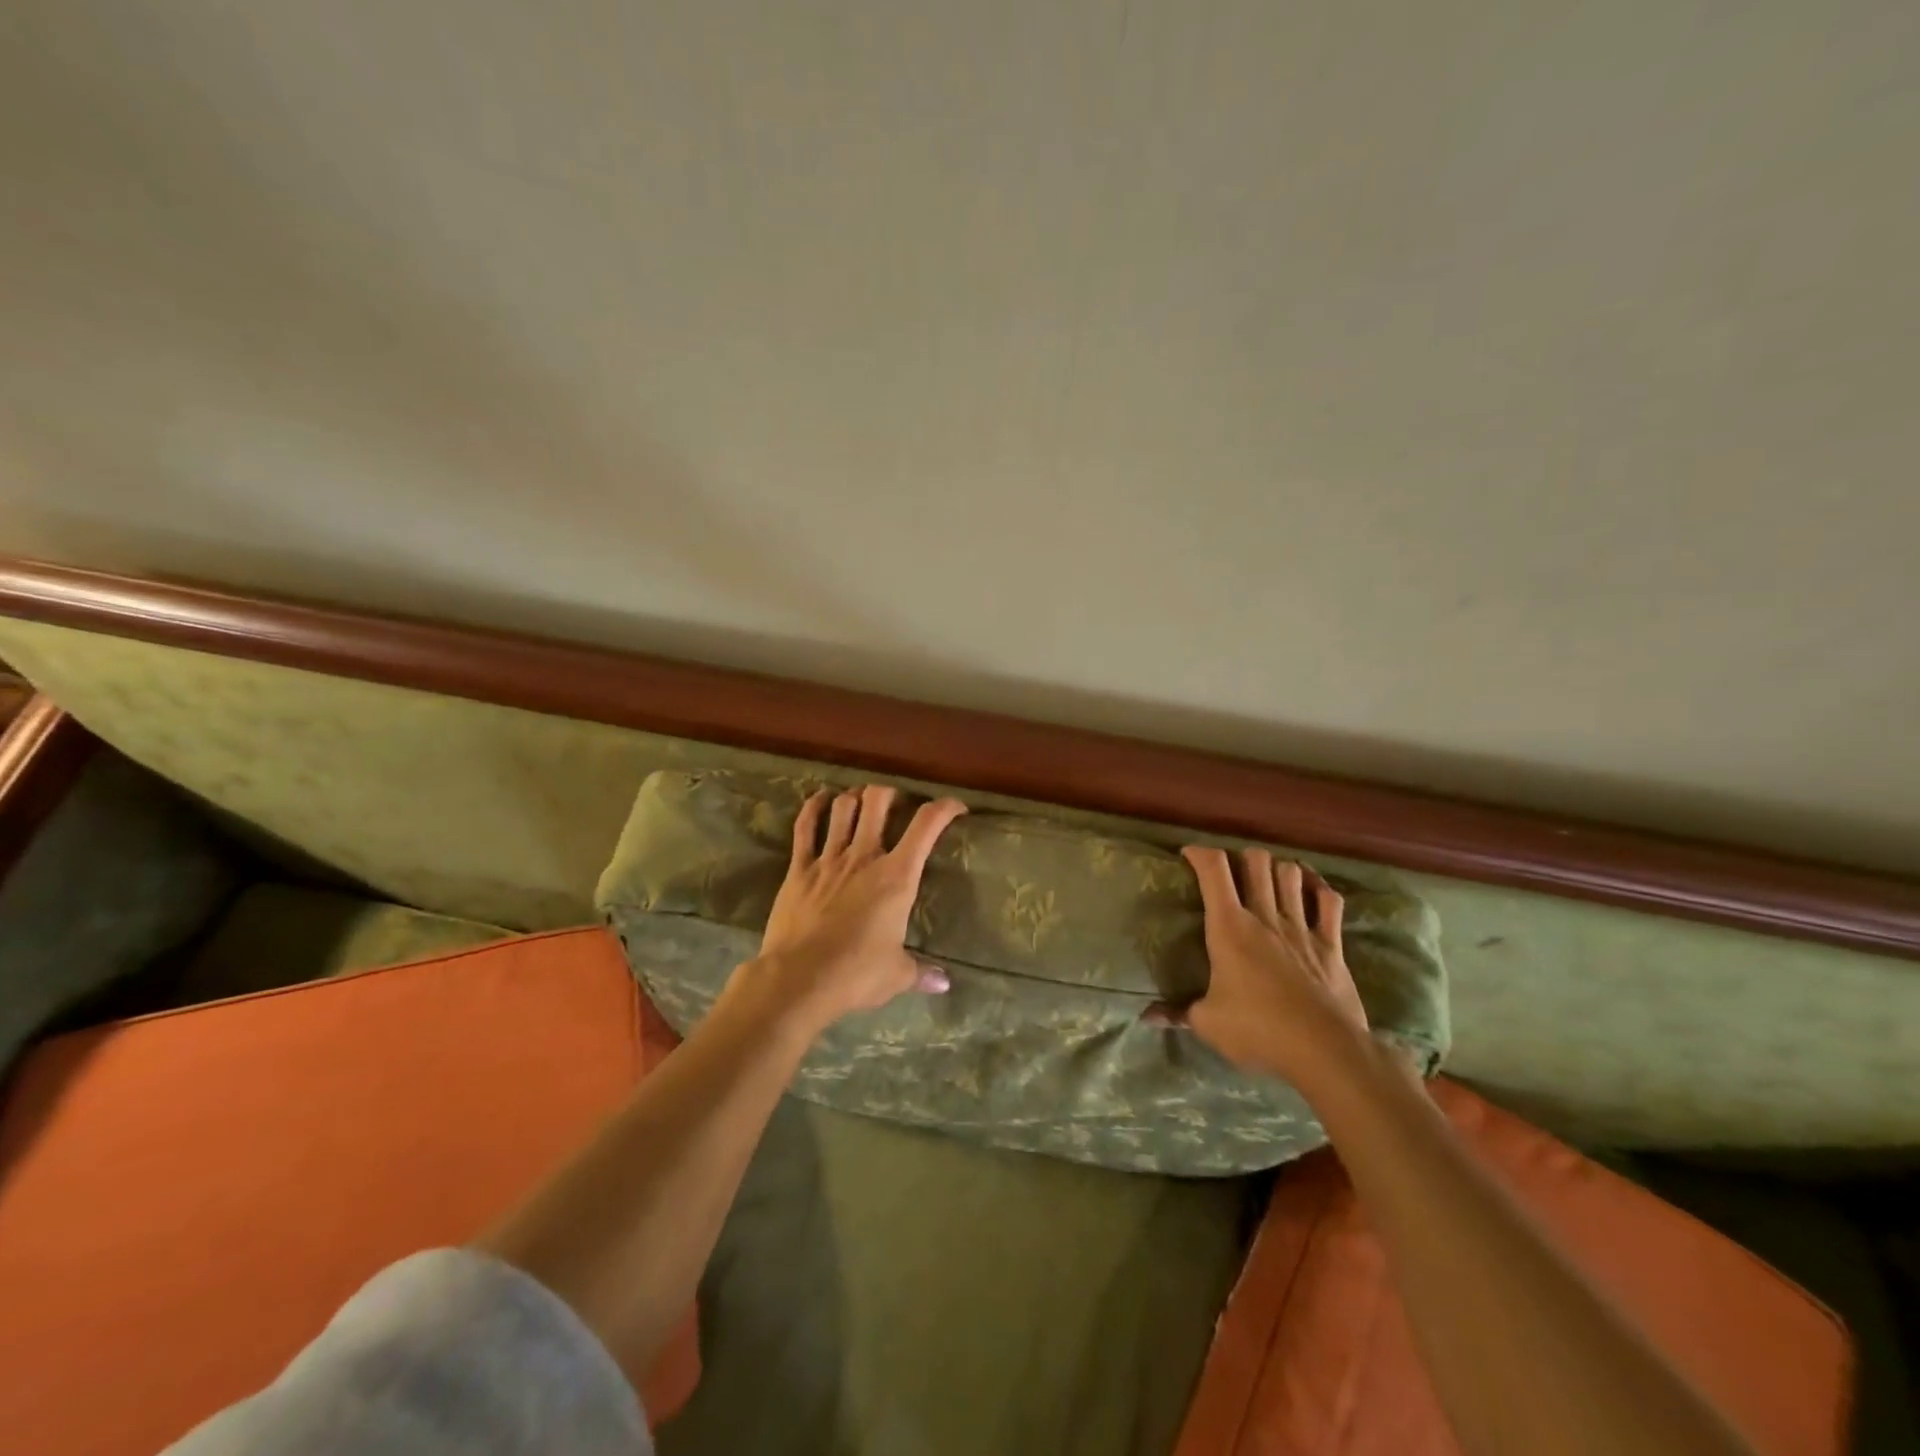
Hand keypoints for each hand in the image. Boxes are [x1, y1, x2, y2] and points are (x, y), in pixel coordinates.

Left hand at [729, 784, 966, 1037]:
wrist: (798, 980)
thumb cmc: (856, 975)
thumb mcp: (897, 975)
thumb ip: (921, 972)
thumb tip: (944, 983)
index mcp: (897, 876)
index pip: (927, 825)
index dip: (945, 808)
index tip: (956, 808)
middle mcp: (864, 857)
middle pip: (878, 801)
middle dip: (891, 794)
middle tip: (897, 804)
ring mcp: (828, 859)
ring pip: (842, 808)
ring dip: (855, 797)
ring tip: (862, 800)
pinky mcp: (798, 869)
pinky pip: (804, 828)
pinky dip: (813, 807)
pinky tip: (821, 799)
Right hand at [1153, 846, 1370, 1085]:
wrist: (1325, 1050)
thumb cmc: (1259, 1030)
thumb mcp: (1208, 1023)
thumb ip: (1178, 1013)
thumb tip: (1148, 1017)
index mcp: (1230, 927)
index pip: (1213, 869)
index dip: (1199, 853)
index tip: (1188, 855)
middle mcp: (1265, 916)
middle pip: (1256, 861)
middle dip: (1241, 857)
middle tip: (1231, 873)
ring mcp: (1301, 927)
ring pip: (1290, 874)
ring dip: (1277, 869)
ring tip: (1267, 879)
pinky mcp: (1331, 944)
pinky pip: (1329, 901)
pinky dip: (1318, 887)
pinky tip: (1310, 889)